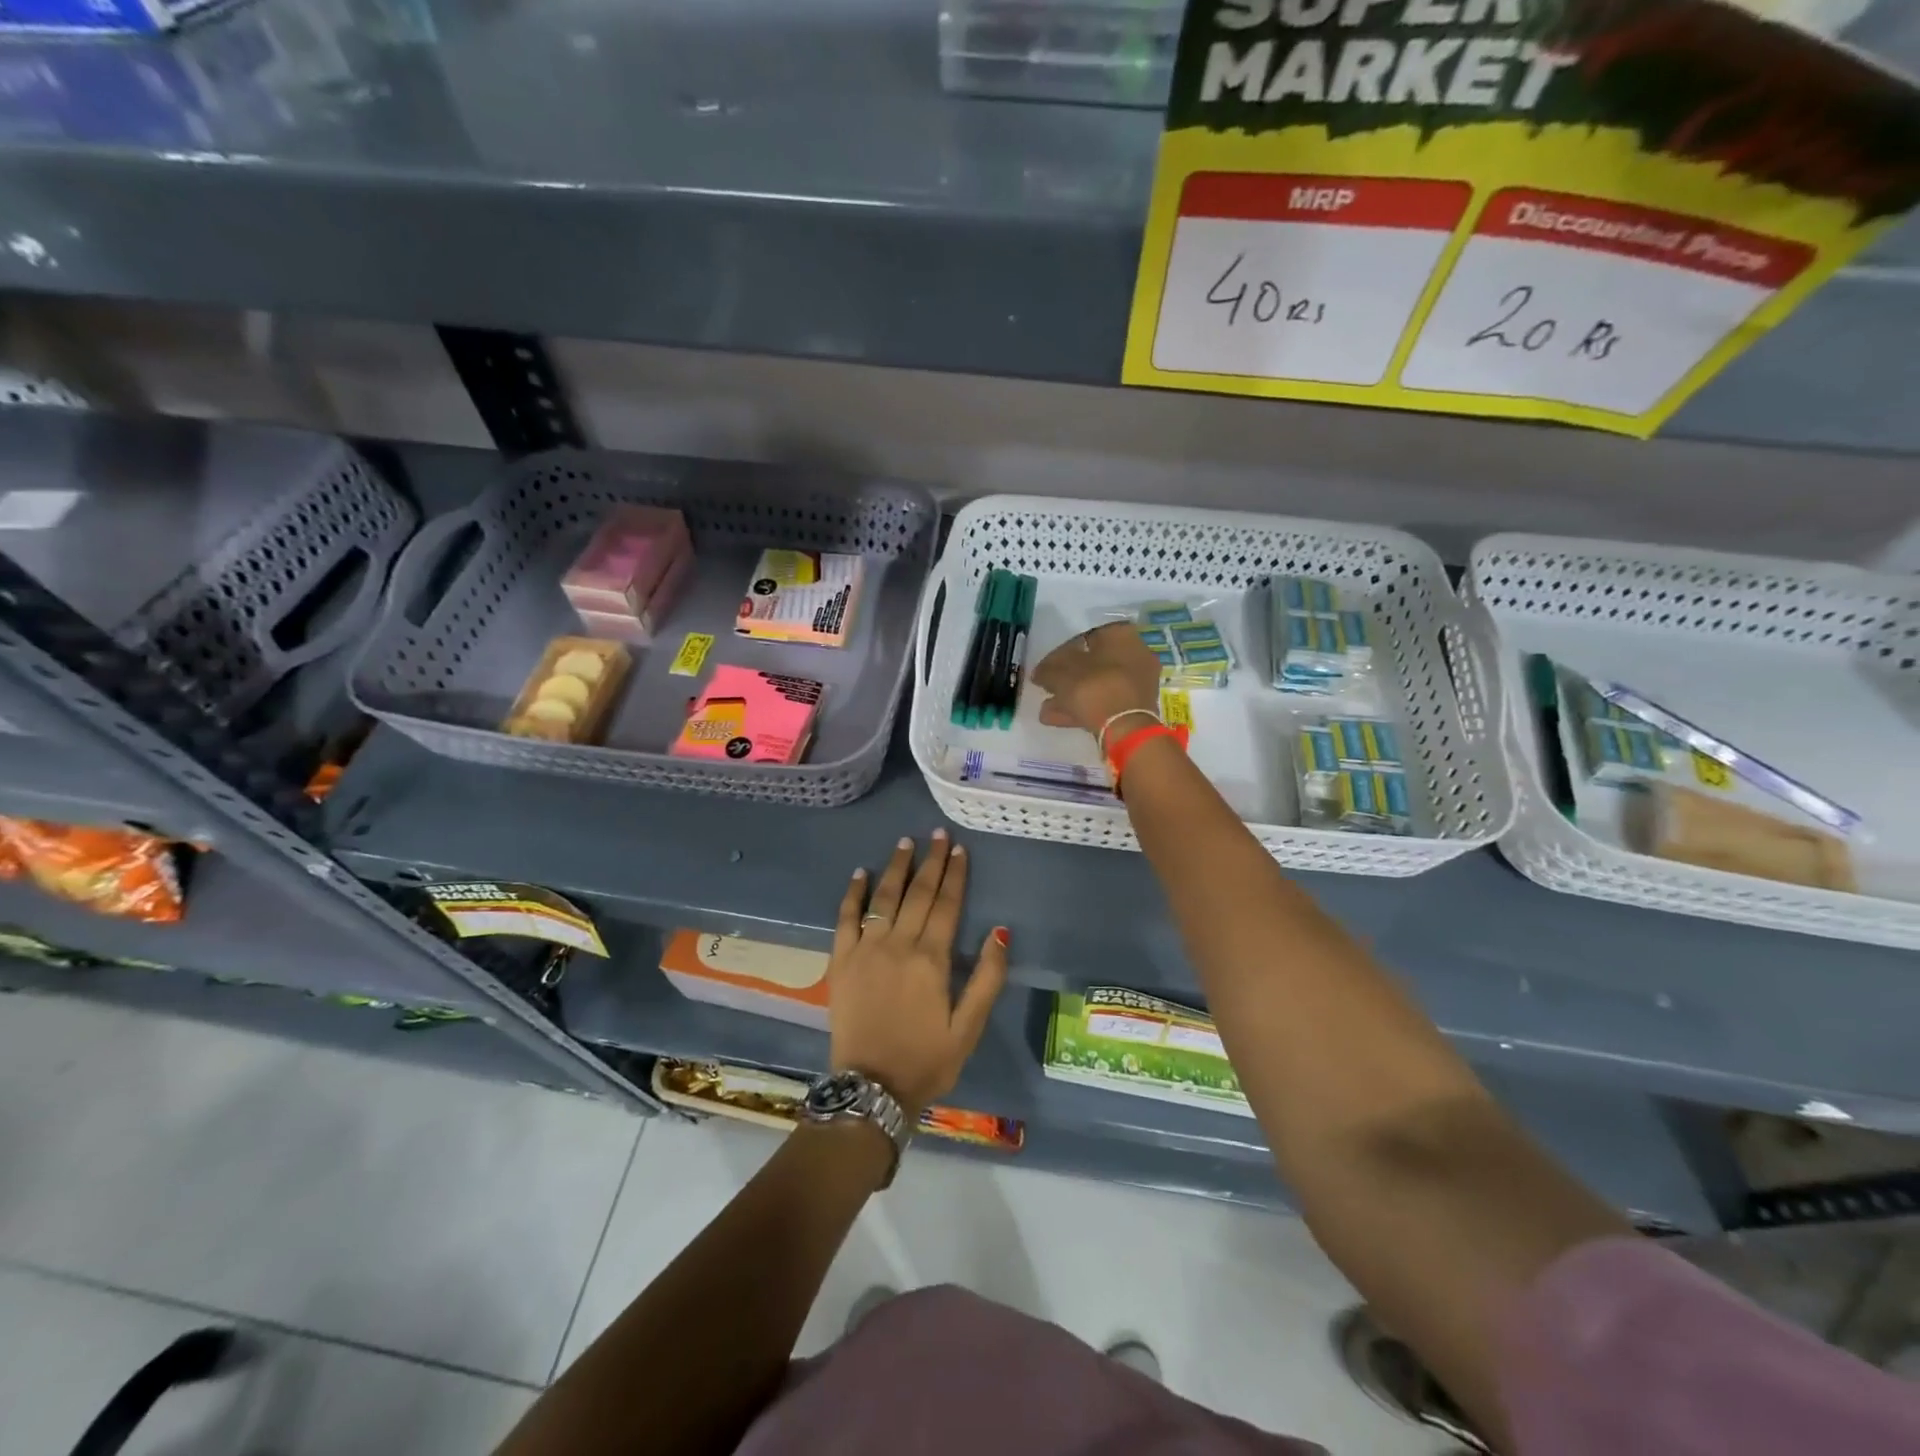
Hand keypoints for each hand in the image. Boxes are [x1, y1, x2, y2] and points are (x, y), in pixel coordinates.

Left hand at [829, 831, 1008, 1119]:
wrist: (871, 1089)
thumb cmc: (927, 1060)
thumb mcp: (969, 1027)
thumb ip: (987, 978)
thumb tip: (1000, 931)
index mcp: (932, 959)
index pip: (947, 905)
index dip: (955, 875)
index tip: (959, 848)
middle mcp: (898, 945)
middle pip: (918, 894)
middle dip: (930, 862)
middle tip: (937, 835)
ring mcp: (865, 950)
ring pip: (883, 898)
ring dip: (896, 867)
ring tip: (905, 842)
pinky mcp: (840, 961)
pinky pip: (845, 919)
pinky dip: (853, 894)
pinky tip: (860, 873)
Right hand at [1030, 623, 1162, 743]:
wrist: (1125, 728)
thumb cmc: (1094, 688)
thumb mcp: (1060, 674)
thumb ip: (1047, 669)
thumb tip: (1039, 672)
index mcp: (1120, 635)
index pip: (1085, 636)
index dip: (1061, 652)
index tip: (1046, 667)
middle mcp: (1135, 654)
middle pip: (1093, 664)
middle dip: (1067, 678)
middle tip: (1047, 688)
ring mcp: (1138, 682)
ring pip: (1098, 685)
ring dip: (1072, 696)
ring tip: (1046, 708)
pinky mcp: (1136, 707)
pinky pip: (1105, 701)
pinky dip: (1083, 708)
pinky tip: (1057, 718)